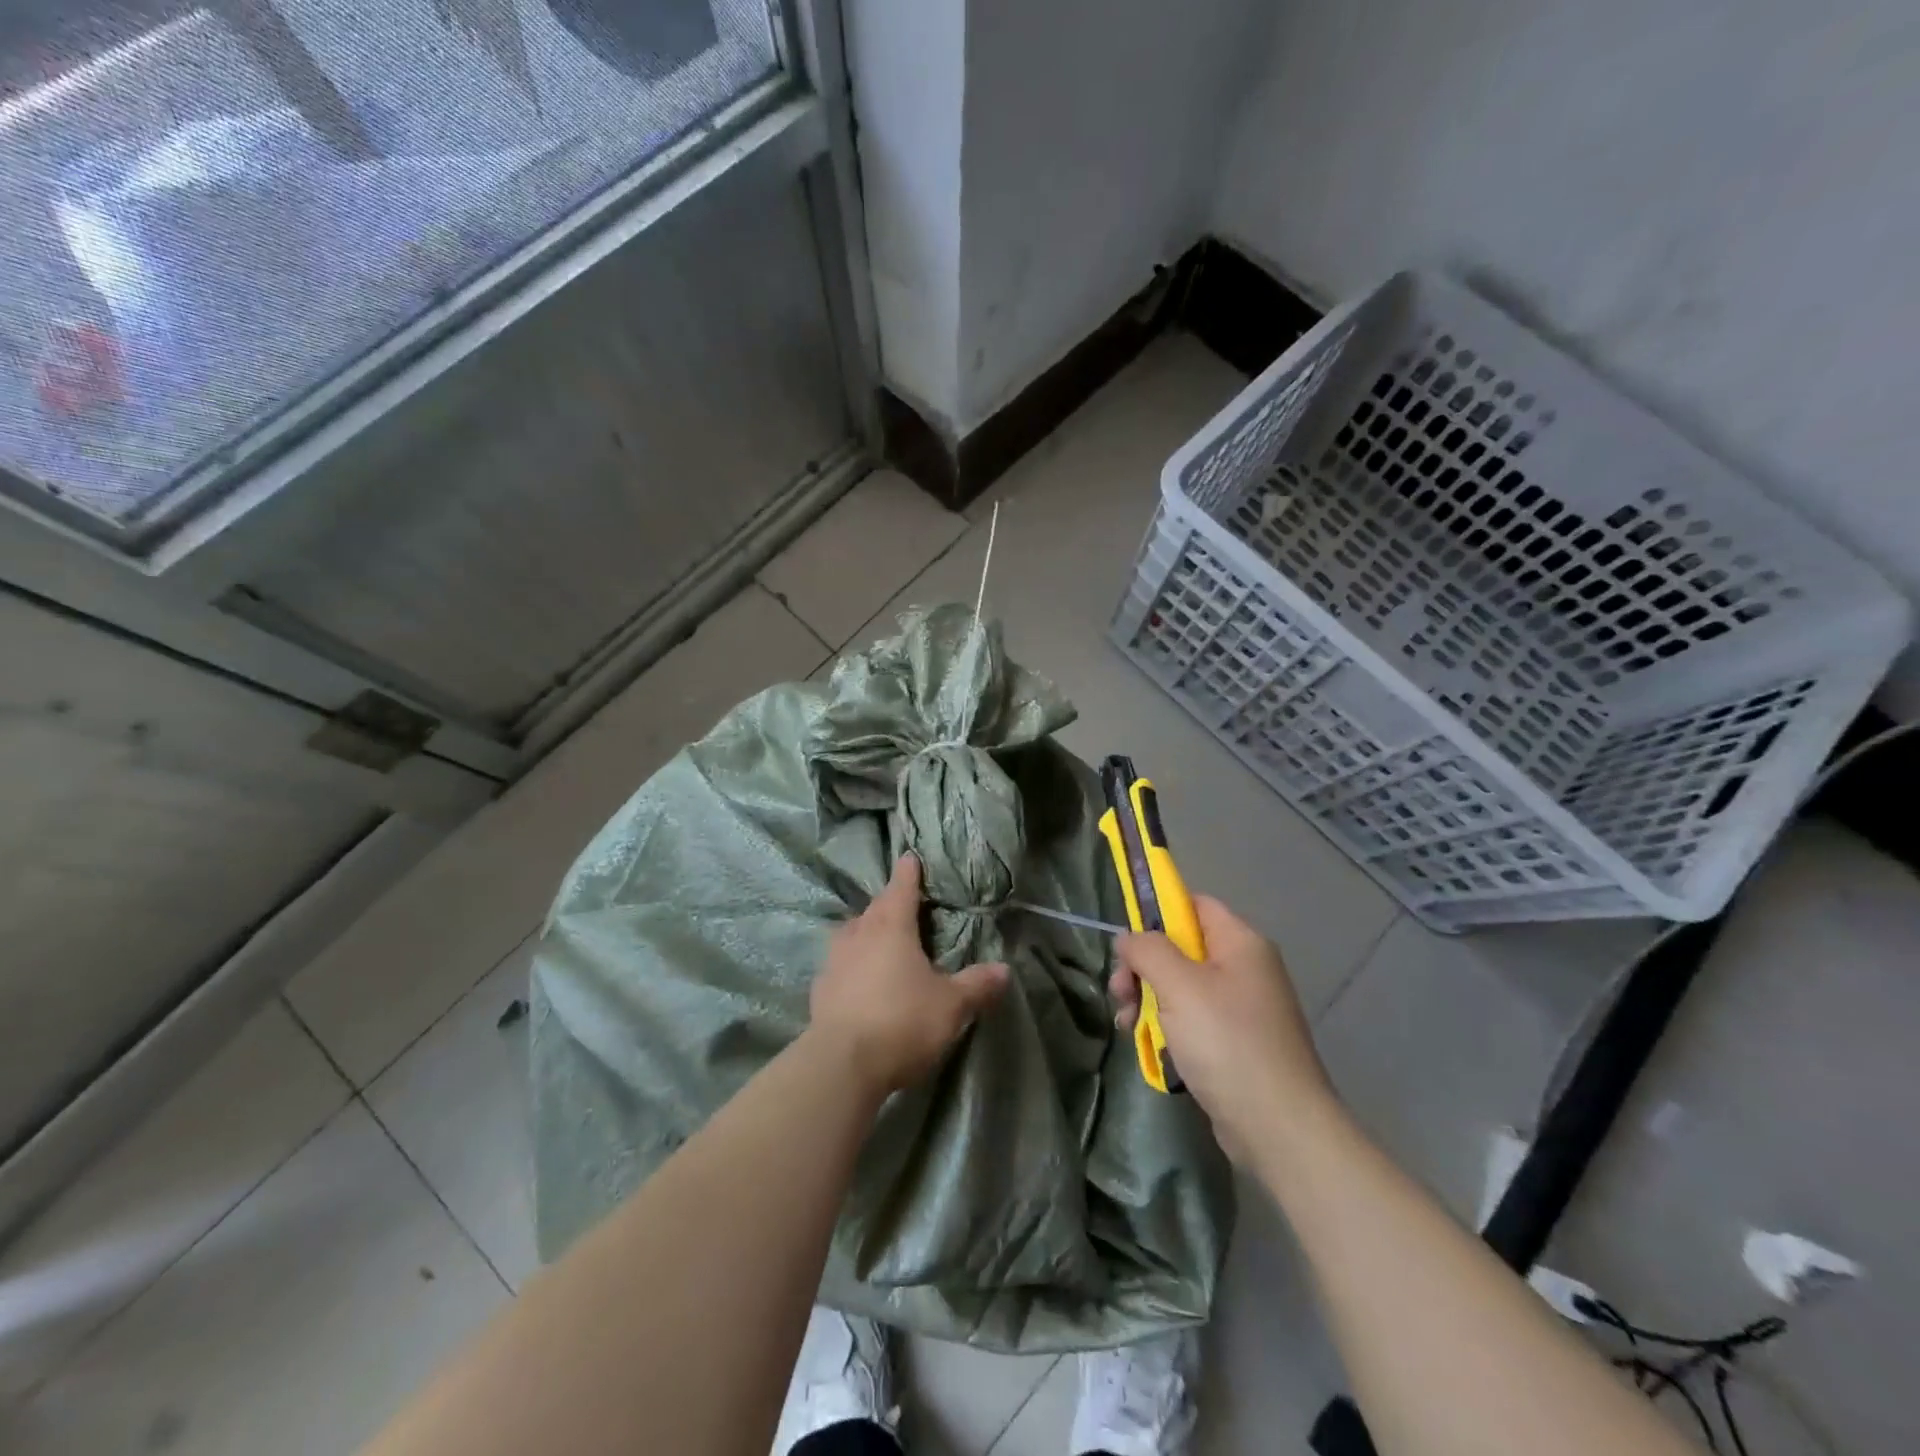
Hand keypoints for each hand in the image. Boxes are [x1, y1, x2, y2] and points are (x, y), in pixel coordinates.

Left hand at [810, 854, 1008, 1094]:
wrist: (841, 1064)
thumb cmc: (902, 1021)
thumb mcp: (951, 1005)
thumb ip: (977, 985)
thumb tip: (1004, 969)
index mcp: (892, 927)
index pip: (902, 889)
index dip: (908, 873)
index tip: (910, 857)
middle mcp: (859, 935)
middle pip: (875, 908)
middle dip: (889, 902)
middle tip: (902, 903)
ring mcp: (834, 961)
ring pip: (852, 933)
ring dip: (865, 930)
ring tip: (878, 937)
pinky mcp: (819, 990)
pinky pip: (838, 964)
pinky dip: (850, 963)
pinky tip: (857, 978)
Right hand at [1111, 896, 1332, 1157]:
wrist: (1279, 1128)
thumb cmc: (1227, 1043)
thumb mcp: (1178, 986)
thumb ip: (1148, 950)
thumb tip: (1129, 937)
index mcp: (1241, 943)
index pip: (1192, 905)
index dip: (1156, 913)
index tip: (1126, 942)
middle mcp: (1245, 968)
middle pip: (1181, 948)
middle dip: (1144, 967)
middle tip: (1120, 991)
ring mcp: (1242, 1008)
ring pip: (1180, 986)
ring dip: (1147, 999)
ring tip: (1126, 1023)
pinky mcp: (1235, 1043)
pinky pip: (1192, 1019)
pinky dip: (1166, 1026)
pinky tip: (1146, 1045)